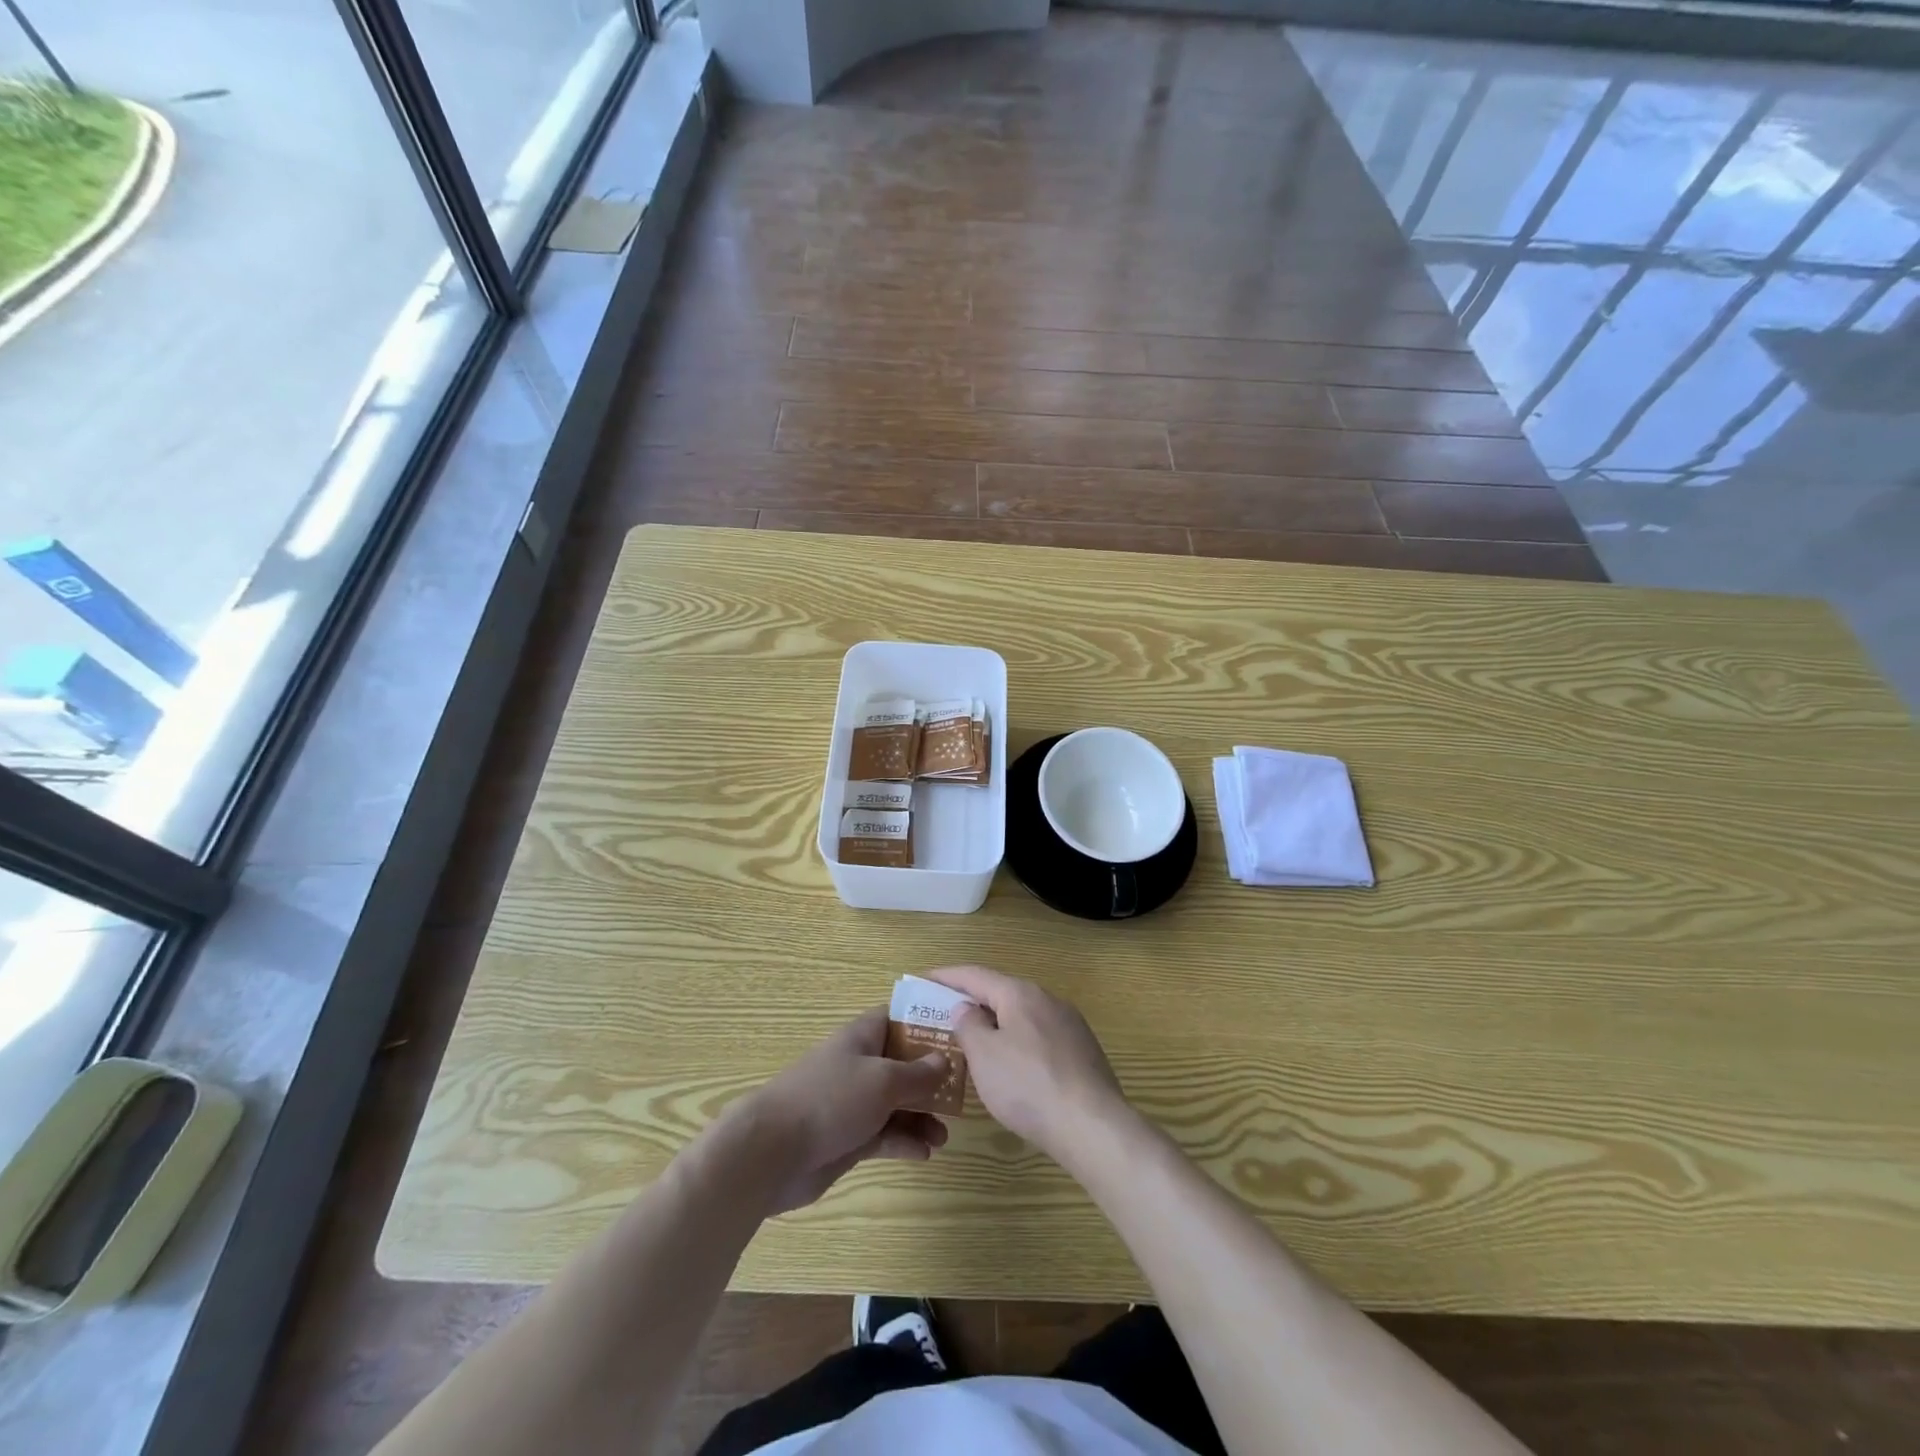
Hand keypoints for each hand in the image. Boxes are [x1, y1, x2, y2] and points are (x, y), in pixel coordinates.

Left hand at [721, 1007, 949, 1214]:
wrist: (772, 1152)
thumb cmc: (831, 1099)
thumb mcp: (884, 1080)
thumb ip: (918, 1073)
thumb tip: (944, 1060)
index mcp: (863, 1036)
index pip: (899, 1018)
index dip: (927, 1024)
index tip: (958, 1036)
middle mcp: (860, 1064)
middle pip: (903, 1064)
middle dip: (931, 1079)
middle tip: (959, 1096)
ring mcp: (853, 1102)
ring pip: (897, 1103)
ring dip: (921, 1117)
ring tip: (943, 1136)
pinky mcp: (848, 1137)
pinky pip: (884, 1134)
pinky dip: (904, 1141)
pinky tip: (924, 1153)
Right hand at [928, 964, 1130, 1162]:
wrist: (1093, 1126)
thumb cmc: (1028, 1085)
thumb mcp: (984, 1055)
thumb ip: (969, 1026)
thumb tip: (966, 1009)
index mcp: (1020, 994)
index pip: (976, 975)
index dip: (947, 977)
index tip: (924, 979)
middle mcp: (1047, 1000)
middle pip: (1001, 994)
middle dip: (972, 1003)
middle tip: (944, 1017)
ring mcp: (1070, 1025)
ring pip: (1022, 1018)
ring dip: (996, 1026)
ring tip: (974, 1044)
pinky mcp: (1082, 1052)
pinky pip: (1039, 1038)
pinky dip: (1017, 1044)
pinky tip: (1011, 1069)